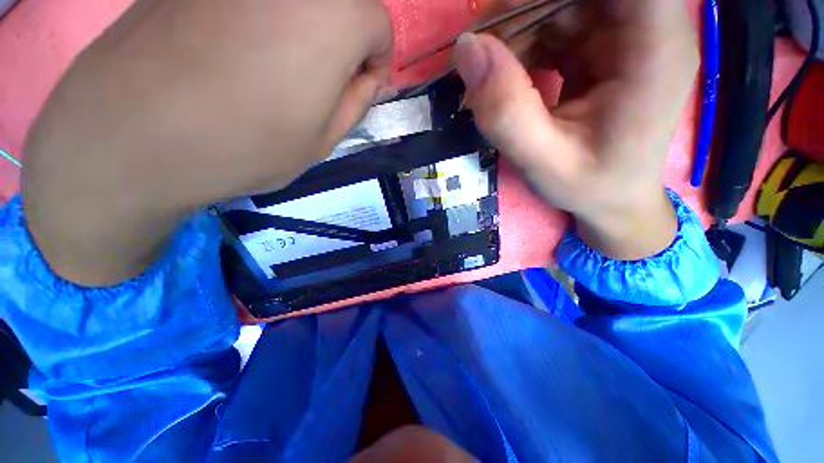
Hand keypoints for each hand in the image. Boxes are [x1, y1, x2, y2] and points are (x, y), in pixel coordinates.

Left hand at [23, 0, 392, 284]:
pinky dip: (237, 15)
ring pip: (285, 1)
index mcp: (343, 11)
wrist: (125, 128)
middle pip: (335, 6)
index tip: (336, 91)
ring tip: (243, 61)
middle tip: (289, 74)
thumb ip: (350, 103)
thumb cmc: (225, 141)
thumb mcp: (310, 145)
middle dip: (326, 39)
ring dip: (283, 23)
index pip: (377, 33)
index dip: (363, 67)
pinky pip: (236, 0)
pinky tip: (209, 46)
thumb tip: (356, 77)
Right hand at [454, 0, 697, 259]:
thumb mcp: (552, 167)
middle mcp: (651, 30)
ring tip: (503, 71)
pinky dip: (530, 29)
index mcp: (657, 53)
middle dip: (528, 6)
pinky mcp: (607, 31)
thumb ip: (508, 113)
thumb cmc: (600, 189)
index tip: (523, 10)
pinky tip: (521, 68)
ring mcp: (629, 27)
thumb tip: (467, 44)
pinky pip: (559, 8)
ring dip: (522, 21)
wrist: (623, 200)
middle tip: (492, 47)